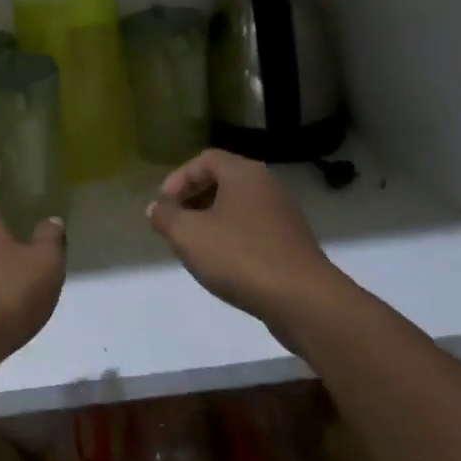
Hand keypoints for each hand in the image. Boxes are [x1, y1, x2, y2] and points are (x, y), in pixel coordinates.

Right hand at [147, 149, 334, 327]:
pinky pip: (254, 229)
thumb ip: (166, 217)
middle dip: (194, 199)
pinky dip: (233, 238)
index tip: (164, 204)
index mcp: (244, 173)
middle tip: (176, 223)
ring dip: (213, 220)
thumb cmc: (240, 257)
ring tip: (195, 246)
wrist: (303, 300)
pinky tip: (223, 264)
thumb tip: (157, 208)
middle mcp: (268, 186)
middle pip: (224, 181)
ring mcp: (284, 215)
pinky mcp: (292, 243)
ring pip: (239, 207)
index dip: (179, 178)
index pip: (205, 159)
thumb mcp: (188, 235)